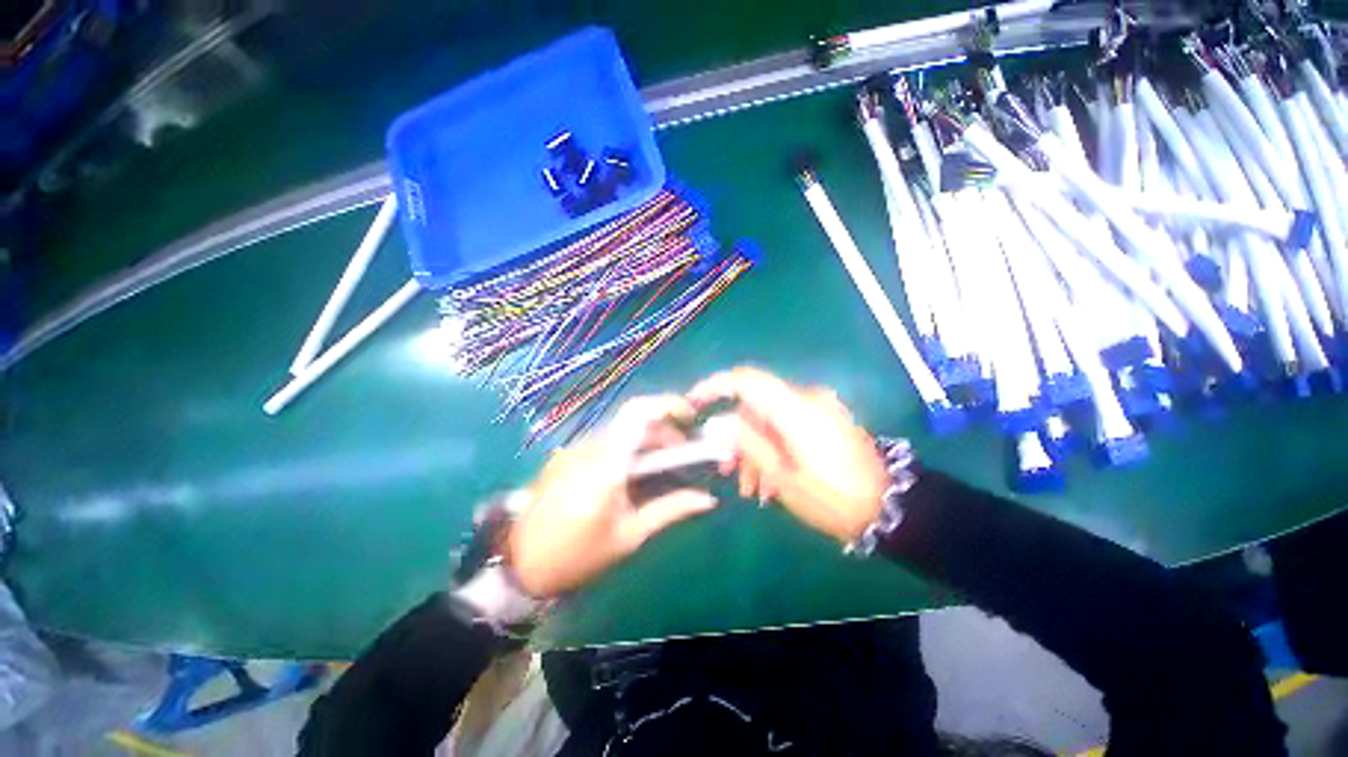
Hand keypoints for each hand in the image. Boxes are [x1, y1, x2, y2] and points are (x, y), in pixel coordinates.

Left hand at [508, 395, 717, 597]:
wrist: (518, 565)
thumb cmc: (578, 555)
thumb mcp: (629, 536)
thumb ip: (670, 510)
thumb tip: (707, 498)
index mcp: (607, 462)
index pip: (638, 413)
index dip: (667, 404)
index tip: (690, 416)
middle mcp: (590, 446)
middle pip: (635, 422)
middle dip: (664, 432)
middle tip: (683, 456)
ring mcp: (575, 449)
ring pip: (620, 432)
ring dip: (646, 442)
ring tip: (660, 468)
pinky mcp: (566, 456)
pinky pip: (604, 443)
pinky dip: (626, 449)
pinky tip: (630, 475)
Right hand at [688, 367, 888, 544]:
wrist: (892, 507)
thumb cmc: (834, 497)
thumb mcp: (783, 476)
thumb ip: (748, 443)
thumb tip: (721, 422)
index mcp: (794, 408)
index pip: (746, 380)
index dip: (715, 386)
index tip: (694, 404)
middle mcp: (805, 400)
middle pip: (755, 406)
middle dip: (736, 436)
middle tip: (724, 469)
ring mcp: (817, 409)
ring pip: (769, 420)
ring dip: (755, 450)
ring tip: (751, 489)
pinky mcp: (824, 421)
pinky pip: (787, 427)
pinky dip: (774, 448)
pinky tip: (770, 482)